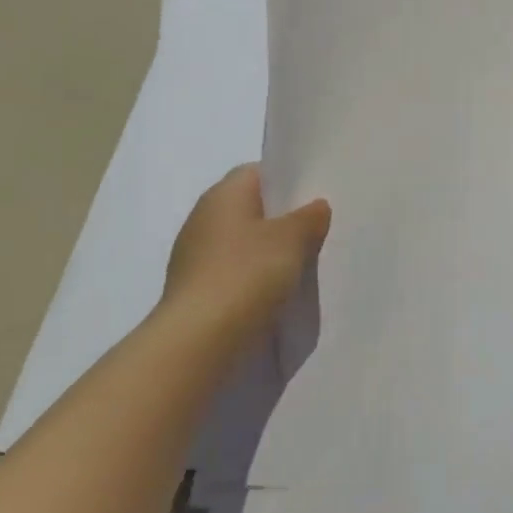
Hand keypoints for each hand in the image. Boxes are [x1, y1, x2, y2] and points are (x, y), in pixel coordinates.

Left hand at [159, 164, 330, 341]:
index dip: (288, 180)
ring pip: (243, 241)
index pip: (258, 172)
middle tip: (317, 229)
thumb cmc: (246, 274)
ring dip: (268, 250)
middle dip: (282, 218)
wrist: (198, 340)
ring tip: (303, 262)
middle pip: (251, 207)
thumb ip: (309, 217)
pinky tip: (277, 291)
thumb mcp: (291, 240)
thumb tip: (316, 205)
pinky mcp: (196, 288)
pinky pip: (234, 270)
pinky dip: (254, 276)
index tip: (316, 196)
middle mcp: (203, 217)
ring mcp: (195, 254)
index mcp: (223, 194)